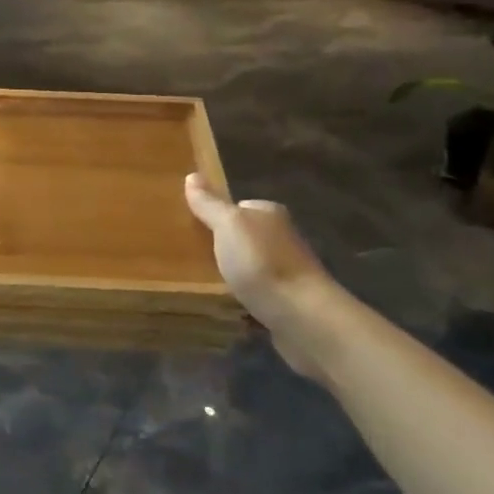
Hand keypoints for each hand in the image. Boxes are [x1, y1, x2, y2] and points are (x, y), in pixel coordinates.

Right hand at [184, 174, 331, 380]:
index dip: (216, 216)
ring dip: (233, 275)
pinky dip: (244, 299)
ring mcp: (287, 271)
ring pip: (250, 267)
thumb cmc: (262, 263)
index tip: (192, 229)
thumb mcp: (228, 226)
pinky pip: (257, 294)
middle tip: (191, 258)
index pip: (239, 207)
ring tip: (203, 283)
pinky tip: (227, 306)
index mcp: (270, 214)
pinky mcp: (288, 302)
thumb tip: (192, 176)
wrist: (303, 317)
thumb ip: (210, 204)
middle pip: (244, 237)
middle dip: (223, 247)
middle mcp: (282, 238)